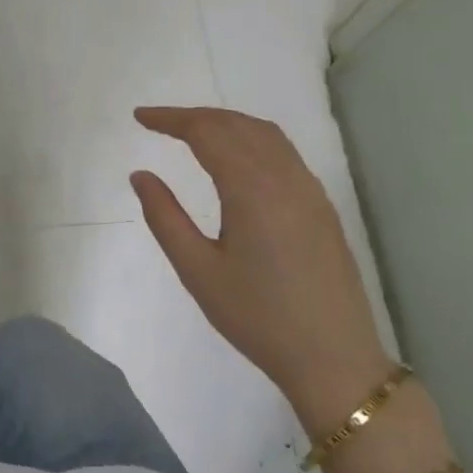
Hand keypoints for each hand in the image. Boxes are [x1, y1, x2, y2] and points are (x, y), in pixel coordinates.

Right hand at [130, 107, 389, 436]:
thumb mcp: (197, 270)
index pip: (207, 133)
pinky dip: (251, 139)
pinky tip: (236, 158)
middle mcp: (285, 178)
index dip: (171, 119)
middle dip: (196, 116)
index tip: (139, 117)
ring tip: (191, 132)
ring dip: (226, 123)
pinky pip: (283, 154)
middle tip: (158, 123)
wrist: (332, 356)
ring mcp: (309, 191)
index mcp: (252, 189)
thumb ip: (165, 217)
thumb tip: (141, 175)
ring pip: (266, 135)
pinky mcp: (321, 207)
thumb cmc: (255, 316)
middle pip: (238, 125)